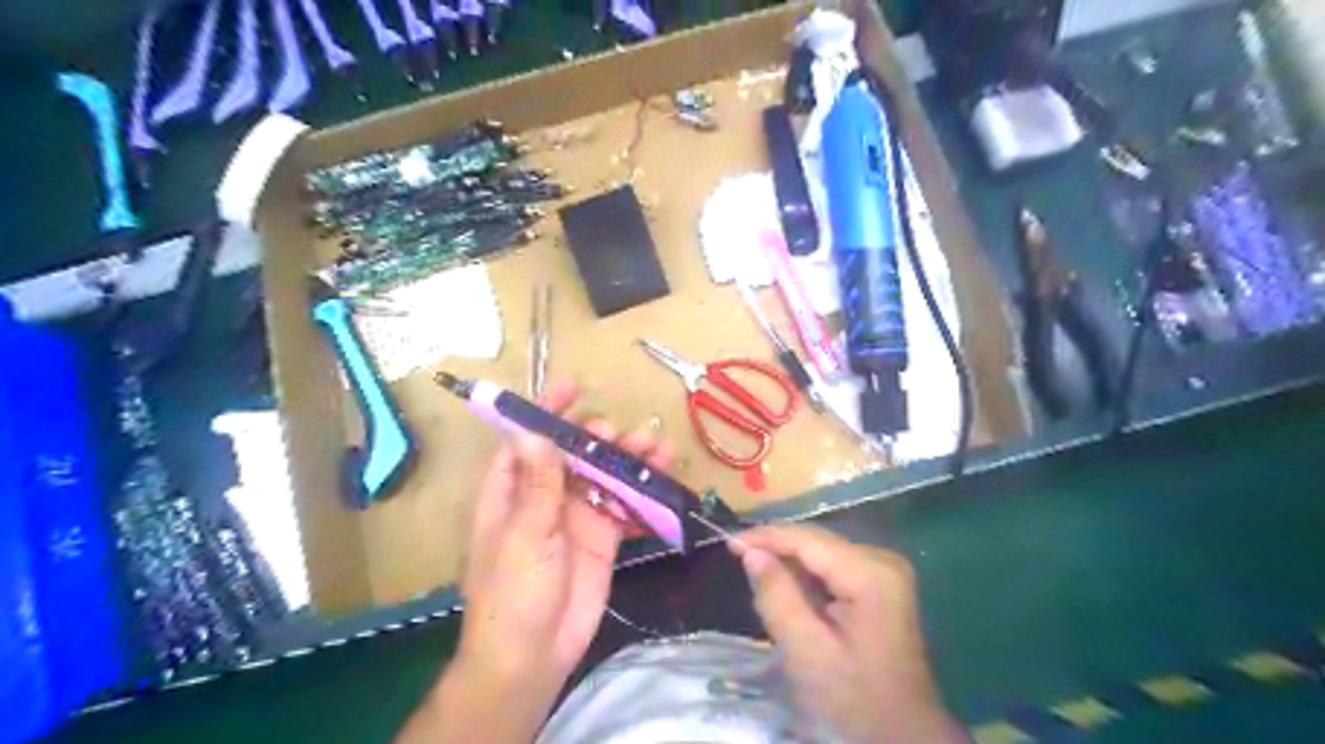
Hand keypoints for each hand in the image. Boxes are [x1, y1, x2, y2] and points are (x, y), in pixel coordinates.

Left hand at [462, 381, 676, 694]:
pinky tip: (664, 477)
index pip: (527, 440)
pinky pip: (625, 506)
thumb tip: (532, 430)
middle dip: (595, 437)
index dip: (545, 411)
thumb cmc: (513, 592)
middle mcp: (544, 497)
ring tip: (655, 445)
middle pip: (573, 454)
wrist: (533, 656)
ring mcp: (576, 516)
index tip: (570, 385)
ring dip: (628, 459)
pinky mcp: (602, 537)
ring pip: (604, 476)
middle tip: (616, 433)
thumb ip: (537, 483)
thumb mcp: (525, 533)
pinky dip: (643, 492)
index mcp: (511, 491)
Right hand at [730, 523, 968, 742]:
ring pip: (823, 553)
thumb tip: (752, 552)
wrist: (903, 734)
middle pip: (817, 542)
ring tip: (763, 584)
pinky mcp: (883, 583)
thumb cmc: (854, 697)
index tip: (729, 542)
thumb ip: (777, 596)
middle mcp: (883, 560)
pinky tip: (792, 595)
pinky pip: (835, 567)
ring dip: (791, 565)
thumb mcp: (806, 651)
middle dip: (777, 550)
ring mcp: (886, 570)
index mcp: (871, 574)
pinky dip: (808, 577)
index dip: (766, 536)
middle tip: (740, 563)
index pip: (808, 539)